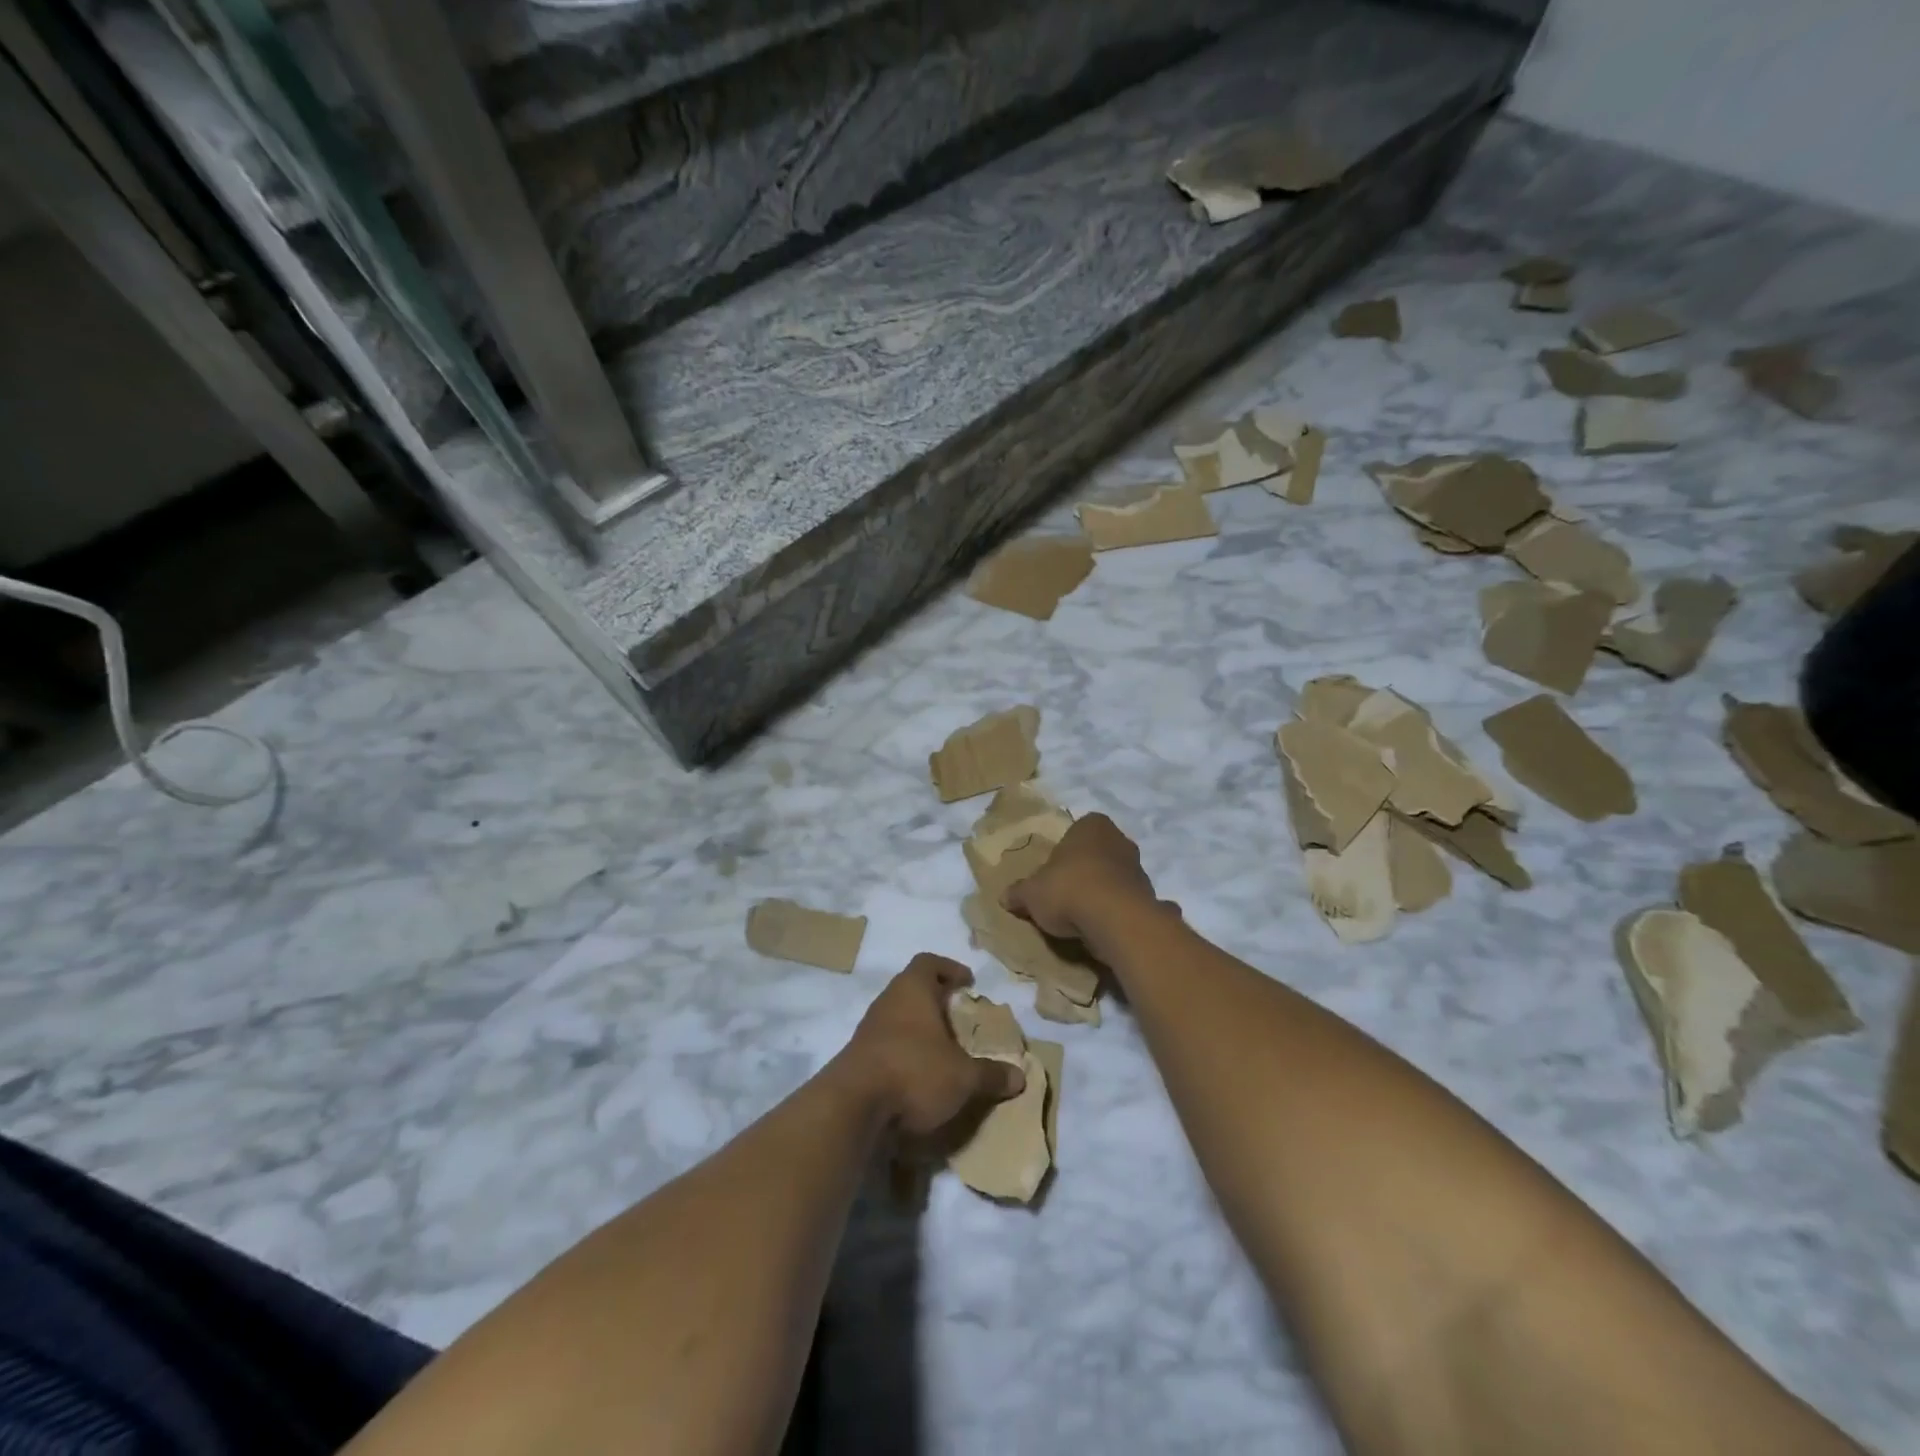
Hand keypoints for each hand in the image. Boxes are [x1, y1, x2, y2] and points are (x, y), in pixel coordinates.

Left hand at [833, 955, 1025, 1135]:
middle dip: (936, 1002)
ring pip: (898, 1019)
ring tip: (944, 1052)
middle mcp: (887, 1002)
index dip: (949, 968)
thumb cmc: (914, 1072)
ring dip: (919, 1030)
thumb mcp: (963, 1077)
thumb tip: (1020, 1076)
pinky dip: (904, 1055)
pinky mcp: (857, 1059)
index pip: (928, 962)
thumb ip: (991, 1075)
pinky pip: (886, 1046)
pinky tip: (920, 1078)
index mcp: (912, 990)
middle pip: (911, 989)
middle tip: (959, 1020)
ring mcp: (867, 1031)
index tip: (968, 982)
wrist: (852, 1108)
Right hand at [1003, 813, 1167, 949]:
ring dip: (1103, 893)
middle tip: (1066, 894)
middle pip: (1098, 854)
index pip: (1078, 831)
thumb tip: (1004, 897)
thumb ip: (1019, 893)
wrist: (1115, 920)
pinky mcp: (1149, 897)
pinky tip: (1103, 929)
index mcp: (1092, 826)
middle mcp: (1120, 840)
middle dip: (1086, 870)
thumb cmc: (1069, 889)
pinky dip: (1117, 913)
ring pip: (1115, 878)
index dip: (1065, 852)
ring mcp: (1139, 869)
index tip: (1054, 872)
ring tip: (1082, 917)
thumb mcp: (1032, 893)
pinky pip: (1128, 902)